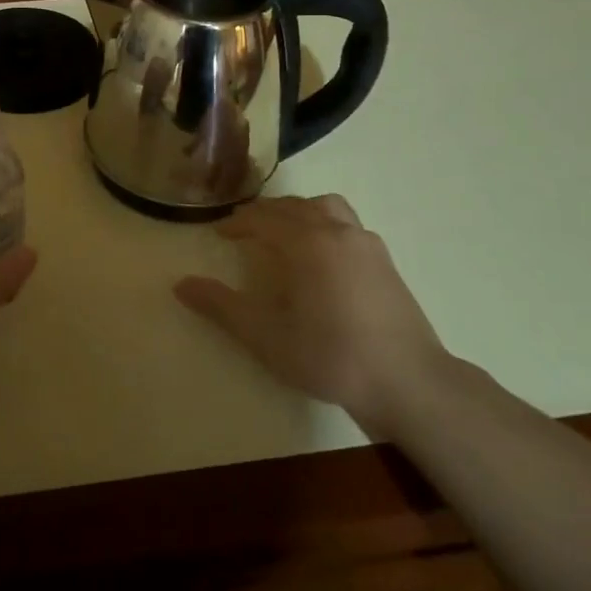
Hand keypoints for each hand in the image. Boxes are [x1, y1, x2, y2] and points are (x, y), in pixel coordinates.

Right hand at [174, 194, 447, 436]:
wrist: (410, 383)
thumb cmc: (331, 357)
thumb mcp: (266, 337)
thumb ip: (222, 307)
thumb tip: (181, 285)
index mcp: (306, 242)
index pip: (262, 219)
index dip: (237, 223)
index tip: (219, 234)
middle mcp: (336, 231)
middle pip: (293, 206)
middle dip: (264, 213)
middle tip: (244, 230)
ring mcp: (366, 244)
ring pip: (325, 207)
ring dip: (298, 211)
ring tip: (284, 231)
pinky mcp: (386, 261)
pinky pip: (347, 224)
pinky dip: (324, 224)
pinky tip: (322, 254)